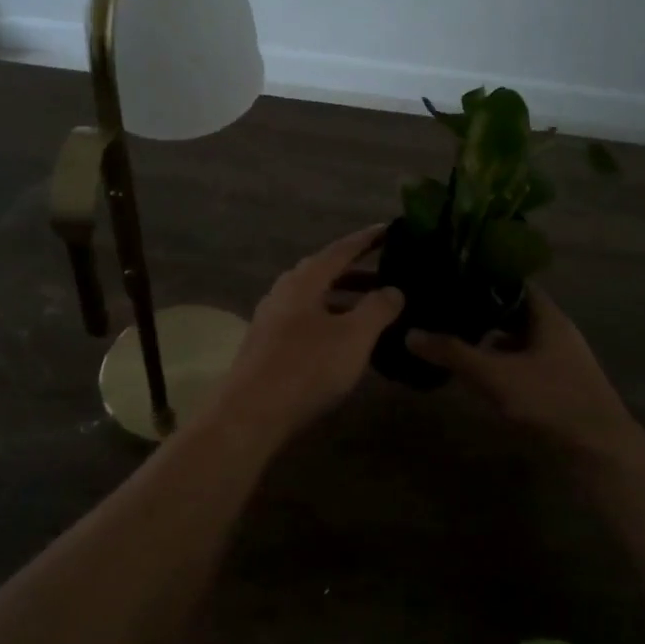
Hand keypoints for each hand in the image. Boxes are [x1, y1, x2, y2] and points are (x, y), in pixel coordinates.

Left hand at [203, 228, 404, 442]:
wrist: (251, 414)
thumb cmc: (307, 368)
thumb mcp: (354, 337)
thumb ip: (378, 308)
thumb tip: (394, 289)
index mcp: (304, 280)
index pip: (341, 249)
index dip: (367, 240)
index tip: (390, 229)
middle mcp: (284, 291)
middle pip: (324, 272)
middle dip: (357, 271)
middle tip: (388, 273)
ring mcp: (271, 318)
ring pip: (314, 298)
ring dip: (344, 298)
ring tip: (372, 308)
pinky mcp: (267, 345)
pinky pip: (306, 320)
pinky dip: (330, 319)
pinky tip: (344, 339)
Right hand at [407, 289, 642, 458]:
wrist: (599, 454)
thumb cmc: (550, 401)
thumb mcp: (495, 375)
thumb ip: (453, 353)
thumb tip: (410, 333)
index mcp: (548, 317)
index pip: (514, 283)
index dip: (484, 277)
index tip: (451, 275)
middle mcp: (555, 333)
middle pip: (514, 312)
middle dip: (480, 310)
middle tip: (443, 305)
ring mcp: (558, 361)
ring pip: (517, 340)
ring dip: (489, 339)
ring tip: (451, 335)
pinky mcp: (556, 387)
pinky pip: (521, 364)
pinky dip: (499, 363)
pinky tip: (475, 371)